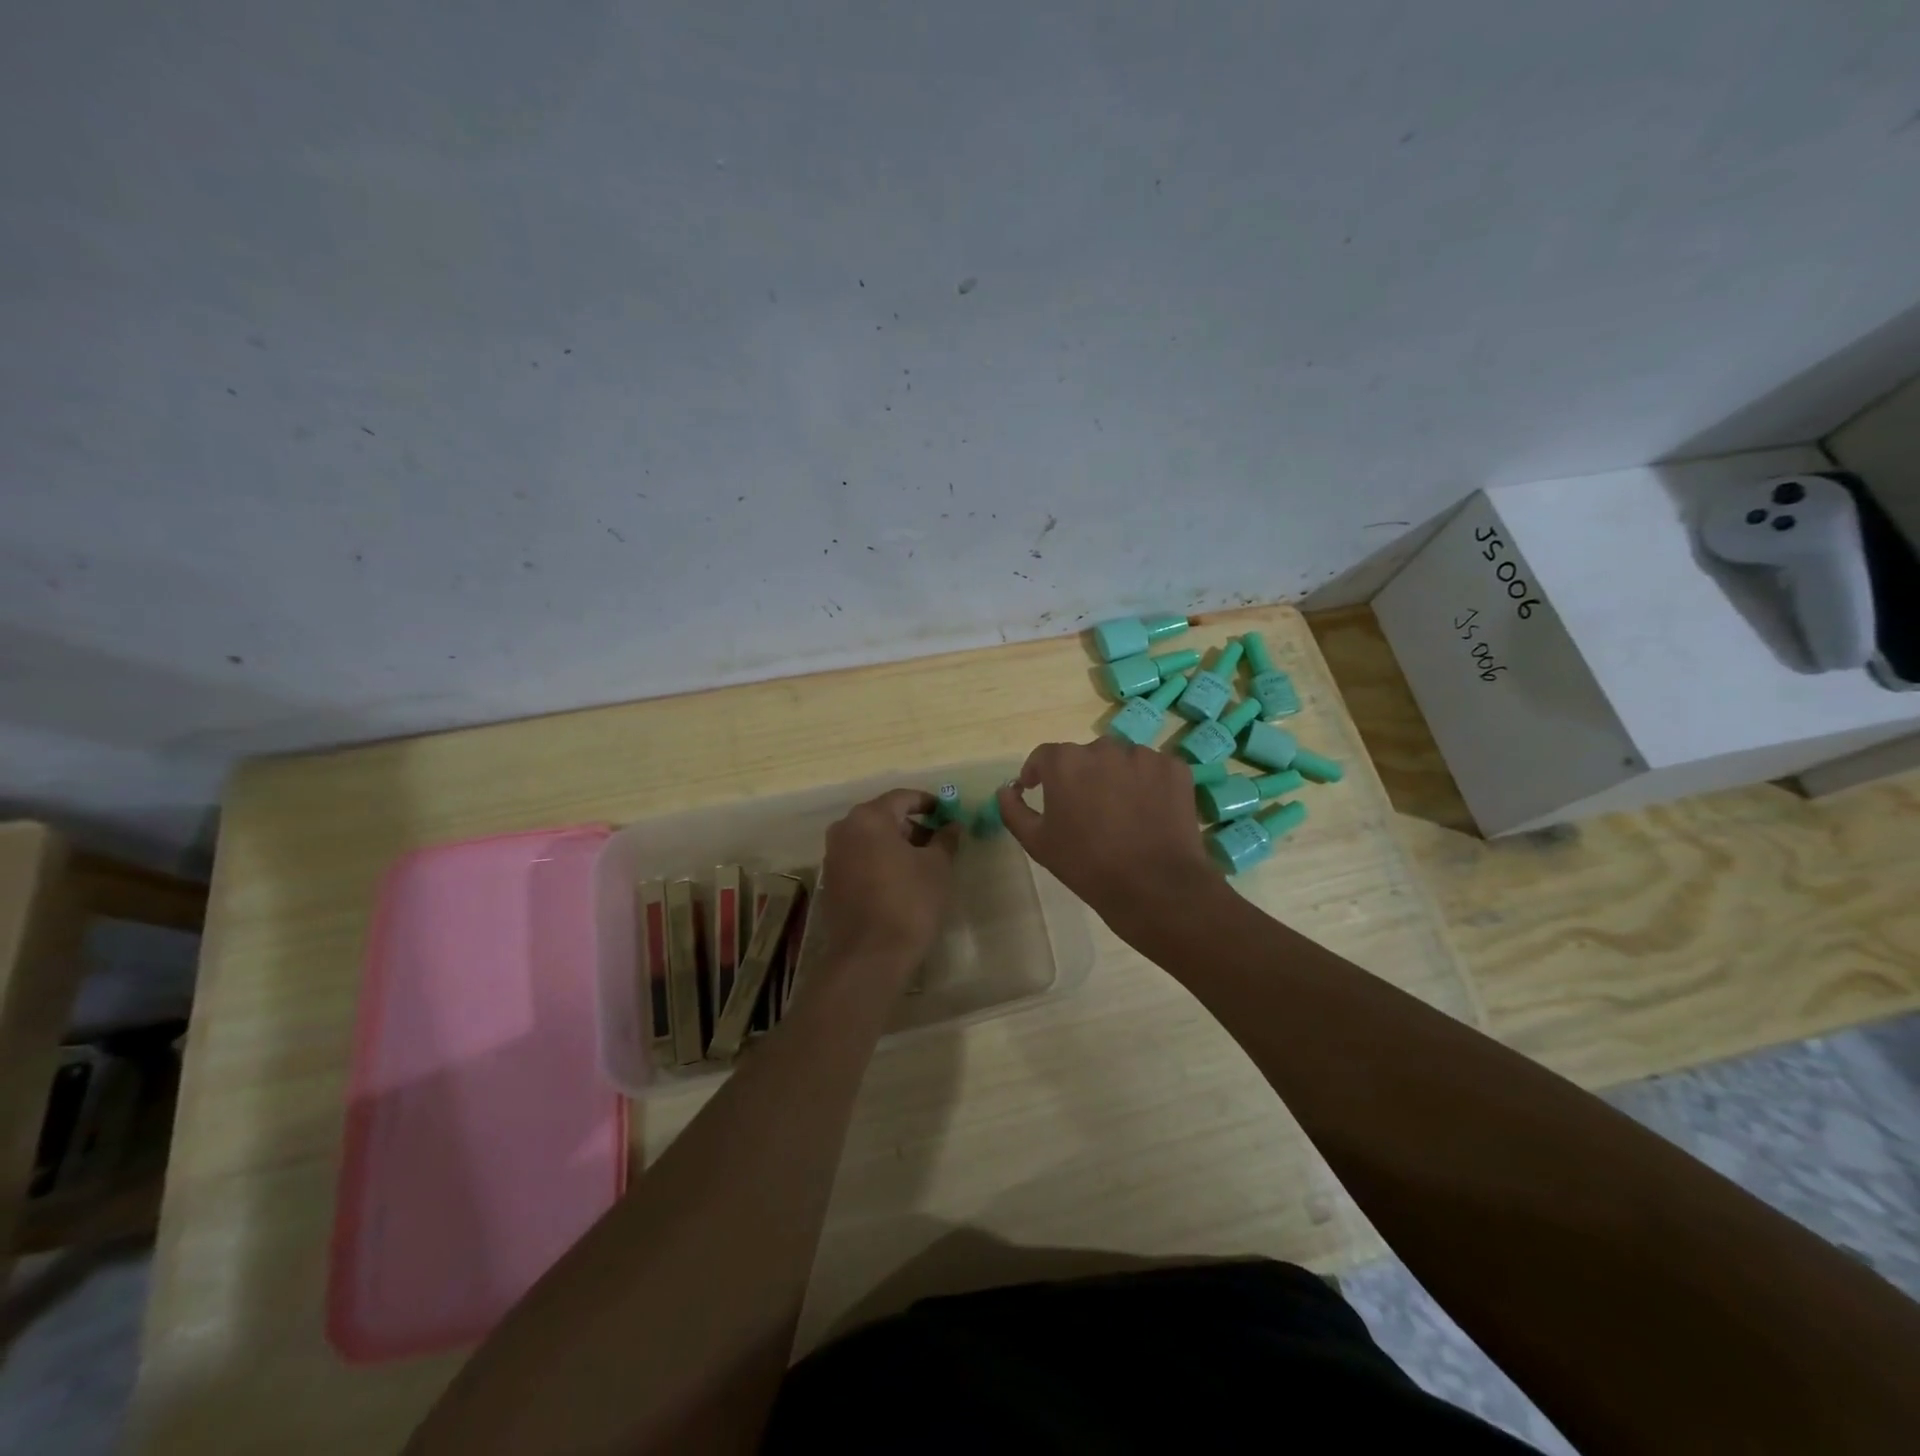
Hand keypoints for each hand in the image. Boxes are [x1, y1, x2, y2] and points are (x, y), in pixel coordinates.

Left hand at [818, 789, 960, 975]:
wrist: (870, 956)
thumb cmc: (909, 902)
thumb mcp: (938, 866)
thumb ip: (945, 839)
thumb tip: (952, 825)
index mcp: (869, 818)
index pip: (903, 797)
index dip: (929, 803)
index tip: (948, 814)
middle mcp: (845, 829)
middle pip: (884, 816)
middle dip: (913, 825)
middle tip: (939, 841)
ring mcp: (833, 856)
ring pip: (871, 839)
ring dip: (897, 845)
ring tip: (924, 863)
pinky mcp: (832, 881)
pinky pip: (861, 859)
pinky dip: (881, 861)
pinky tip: (902, 880)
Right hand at [997, 739, 1219, 931]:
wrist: (1154, 885)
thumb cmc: (1087, 865)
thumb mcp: (1037, 842)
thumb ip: (1013, 809)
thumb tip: (1006, 789)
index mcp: (1065, 762)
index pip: (1044, 757)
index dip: (1039, 774)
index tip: (1039, 790)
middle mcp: (1103, 748)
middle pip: (1085, 756)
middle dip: (1081, 776)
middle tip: (1086, 809)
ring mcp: (1143, 755)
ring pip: (1121, 760)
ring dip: (1116, 778)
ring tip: (1122, 813)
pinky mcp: (1174, 767)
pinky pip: (1153, 769)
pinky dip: (1148, 784)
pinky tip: (1149, 813)